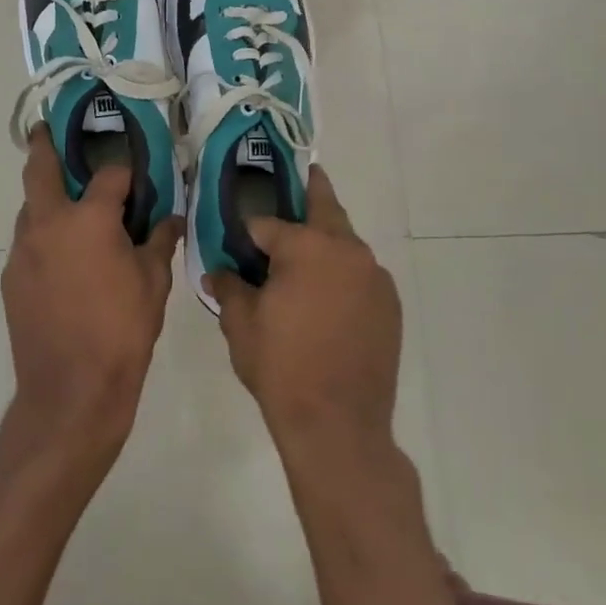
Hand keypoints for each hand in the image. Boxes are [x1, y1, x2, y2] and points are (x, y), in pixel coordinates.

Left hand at [3, 129, 182, 456]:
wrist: (70, 392)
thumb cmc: (121, 332)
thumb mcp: (153, 284)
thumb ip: (160, 242)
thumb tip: (171, 219)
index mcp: (88, 218)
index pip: (110, 175)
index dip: (126, 172)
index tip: (135, 176)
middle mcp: (48, 223)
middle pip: (40, 169)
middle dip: (44, 145)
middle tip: (49, 130)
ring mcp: (23, 251)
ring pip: (30, 207)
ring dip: (45, 196)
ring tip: (67, 202)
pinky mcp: (11, 278)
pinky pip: (28, 242)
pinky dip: (43, 235)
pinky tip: (62, 257)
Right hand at [208, 168, 401, 454]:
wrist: (339, 426)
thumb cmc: (281, 368)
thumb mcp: (240, 325)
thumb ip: (228, 287)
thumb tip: (216, 271)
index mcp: (306, 246)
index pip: (268, 222)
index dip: (249, 230)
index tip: (238, 234)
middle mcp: (346, 249)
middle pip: (324, 208)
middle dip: (310, 191)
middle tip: (299, 178)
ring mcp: (374, 276)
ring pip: (345, 242)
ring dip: (326, 240)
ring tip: (306, 256)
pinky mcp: (390, 303)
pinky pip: (361, 274)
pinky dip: (343, 273)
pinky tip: (328, 297)